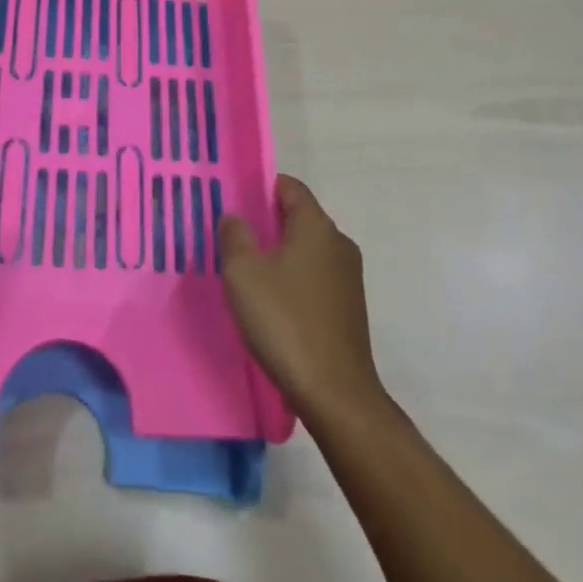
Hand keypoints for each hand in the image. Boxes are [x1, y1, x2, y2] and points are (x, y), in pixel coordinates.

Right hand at [219, 175, 382, 421]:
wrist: (335, 394)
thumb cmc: (285, 321)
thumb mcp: (244, 273)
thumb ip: (235, 235)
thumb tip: (236, 217)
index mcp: (316, 225)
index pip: (290, 186)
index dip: (261, 187)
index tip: (234, 200)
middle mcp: (338, 243)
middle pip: (299, 217)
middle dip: (266, 222)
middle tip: (232, 236)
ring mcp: (349, 277)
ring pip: (307, 249)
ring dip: (279, 254)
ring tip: (247, 272)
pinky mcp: (350, 308)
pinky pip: (315, 277)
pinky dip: (293, 279)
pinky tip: (271, 303)